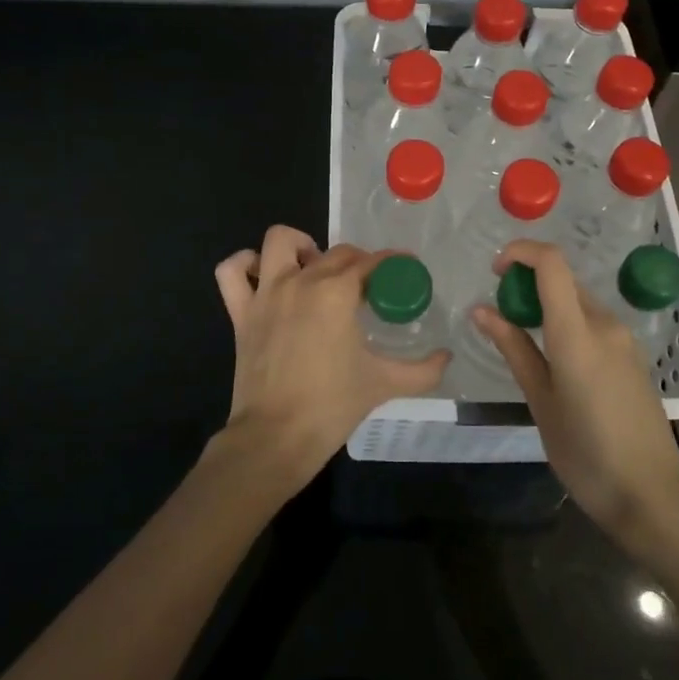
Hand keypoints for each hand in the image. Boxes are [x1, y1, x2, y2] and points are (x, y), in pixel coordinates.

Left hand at [213, 226, 449, 496]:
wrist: (276, 437)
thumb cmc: (332, 406)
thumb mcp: (385, 384)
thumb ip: (423, 370)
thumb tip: (446, 358)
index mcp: (336, 293)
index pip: (370, 262)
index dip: (392, 262)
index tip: (405, 268)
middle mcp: (300, 281)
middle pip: (335, 252)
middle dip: (357, 262)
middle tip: (369, 287)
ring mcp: (266, 293)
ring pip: (279, 242)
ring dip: (300, 246)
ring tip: (315, 269)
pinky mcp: (240, 312)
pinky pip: (232, 272)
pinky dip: (245, 264)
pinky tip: (264, 276)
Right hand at [472, 240, 678, 541]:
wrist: (652, 496)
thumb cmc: (586, 454)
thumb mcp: (541, 402)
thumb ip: (514, 349)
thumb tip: (481, 311)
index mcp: (577, 334)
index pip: (552, 264)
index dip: (521, 252)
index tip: (495, 272)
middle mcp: (605, 325)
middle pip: (564, 280)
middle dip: (528, 282)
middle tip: (501, 316)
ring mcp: (624, 340)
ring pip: (579, 301)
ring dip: (548, 305)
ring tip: (523, 342)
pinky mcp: (633, 357)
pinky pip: (594, 323)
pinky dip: (568, 323)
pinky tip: (555, 361)